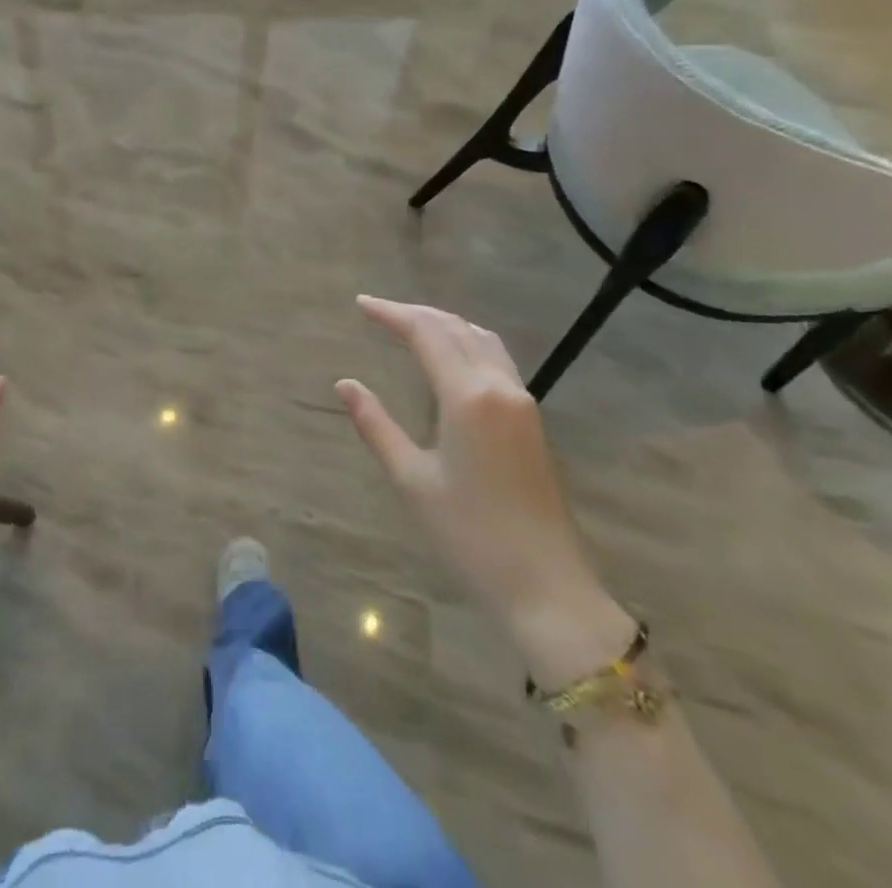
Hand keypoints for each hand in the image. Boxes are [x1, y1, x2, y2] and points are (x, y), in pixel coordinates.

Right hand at [339, 296, 628, 676]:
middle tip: (378, 311)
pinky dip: (466, 341)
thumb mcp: (412, 479)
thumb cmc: (470, 536)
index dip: (392, 314)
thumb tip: (345, 384)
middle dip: (416, 313)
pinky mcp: (531, 419)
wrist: (546, 587)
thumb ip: (376, 425)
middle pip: (456, 328)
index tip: (361, 304)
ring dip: (444, 322)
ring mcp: (521, 402)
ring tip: (410, 324)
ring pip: (481, 339)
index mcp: (468, 397)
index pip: (426, 334)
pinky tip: (450, 356)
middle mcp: (499, 387)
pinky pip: (496, 359)